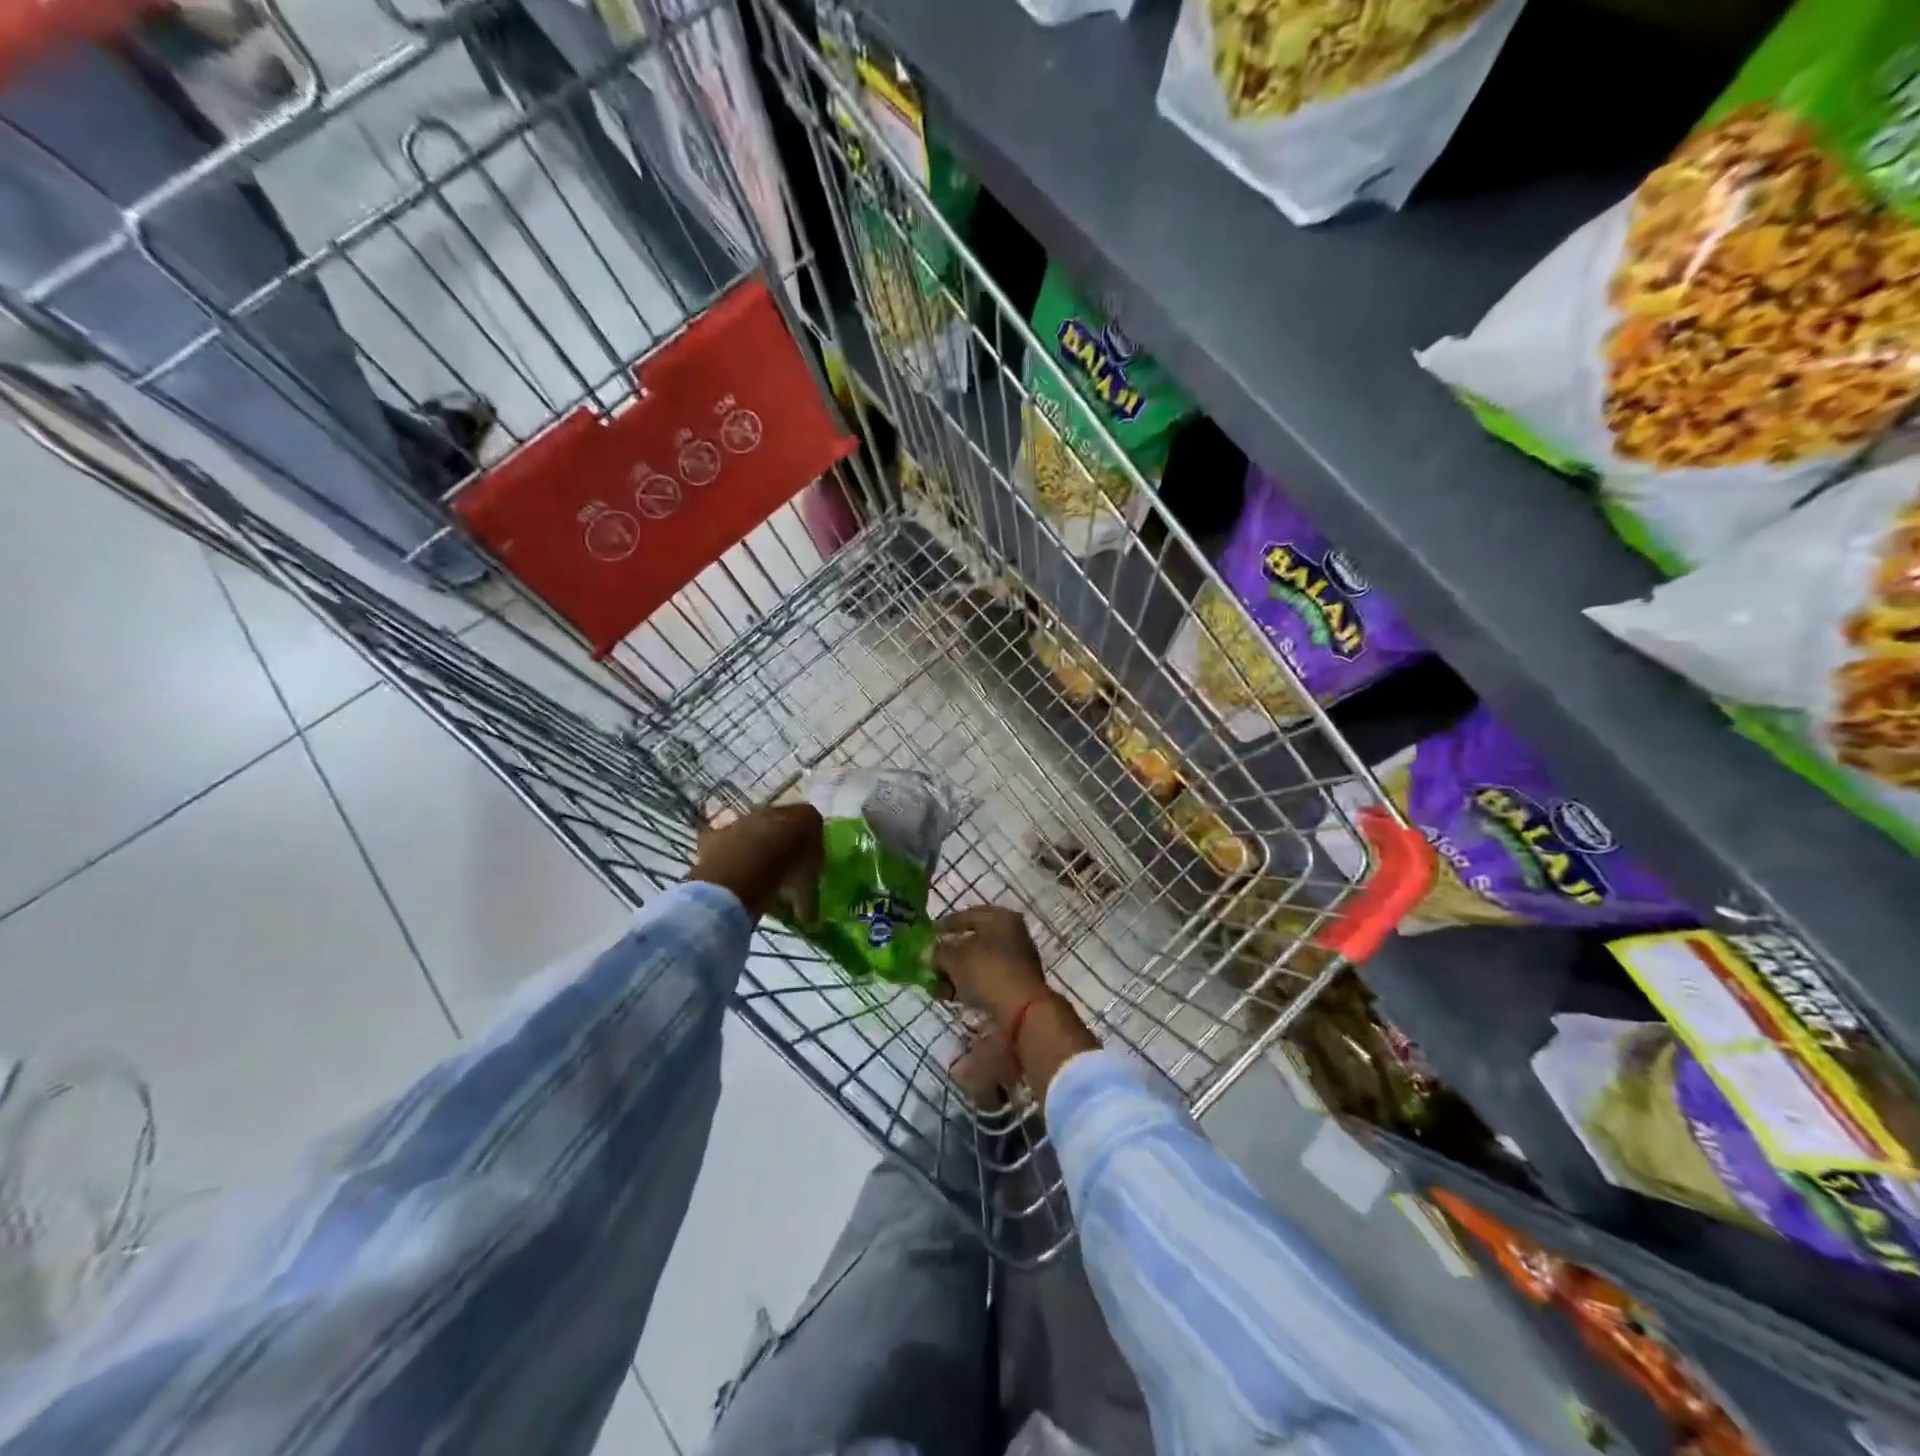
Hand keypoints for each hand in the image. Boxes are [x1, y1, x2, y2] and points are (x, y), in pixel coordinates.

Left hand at [690, 803, 822, 921]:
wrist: (748, 865)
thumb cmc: (789, 869)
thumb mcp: (808, 888)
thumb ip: (807, 899)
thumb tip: (808, 919)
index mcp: (806, 818)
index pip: (811, 827)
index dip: (808, 847)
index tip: (806, 865)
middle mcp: (776, 811)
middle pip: (780, 827)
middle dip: (779, 845)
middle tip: (780, 871)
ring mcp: (744, 819)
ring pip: (751, 834)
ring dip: (752, 850)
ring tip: (753, 877)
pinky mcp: (718, 832)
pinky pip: (723, 844)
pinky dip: (724, 857)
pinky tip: (728, 876)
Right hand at [932, 906, 1047, 1028]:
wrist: (1023, 1010)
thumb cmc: (988, 972)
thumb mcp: (955, 958)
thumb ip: (939, 952)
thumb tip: (929, 953)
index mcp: (1001, 917)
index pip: (967, 915)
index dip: (945, 925)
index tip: (927, 935)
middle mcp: (1012, 933)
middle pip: (974, 940)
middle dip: (950, 953)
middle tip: (931, 963)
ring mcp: (1017, 959)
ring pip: (980, 962)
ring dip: (958, 972)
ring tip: (938, 985)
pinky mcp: (1017, 983)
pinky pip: (987, 979)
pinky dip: (970, 985)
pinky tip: (953, 996)